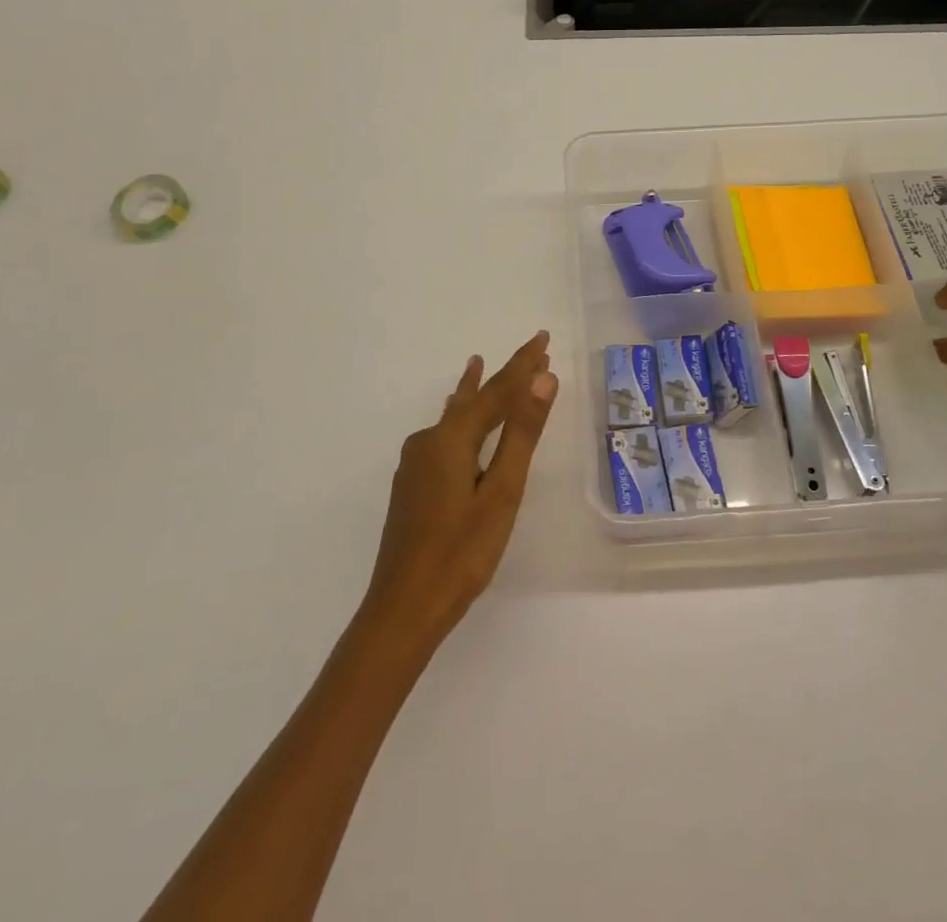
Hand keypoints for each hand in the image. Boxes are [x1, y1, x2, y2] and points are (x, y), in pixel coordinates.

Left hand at [359, 332, 558, 656]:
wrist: (403, 609)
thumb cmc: (462, 553)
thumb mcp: (502, 492)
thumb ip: (521, 433)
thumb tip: (542, 378)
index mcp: (451, 439)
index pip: (496, 390)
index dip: (522, 364)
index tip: (543, 337)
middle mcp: (428, 442)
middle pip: (473, 399)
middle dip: (503, 375)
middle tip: (531, 352)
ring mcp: (415, 464)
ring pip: (453, 416)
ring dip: (477, 394)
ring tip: (478, 365)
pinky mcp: (412, 484)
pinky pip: (442, 434)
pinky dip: (459, 418)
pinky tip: (453, 420)